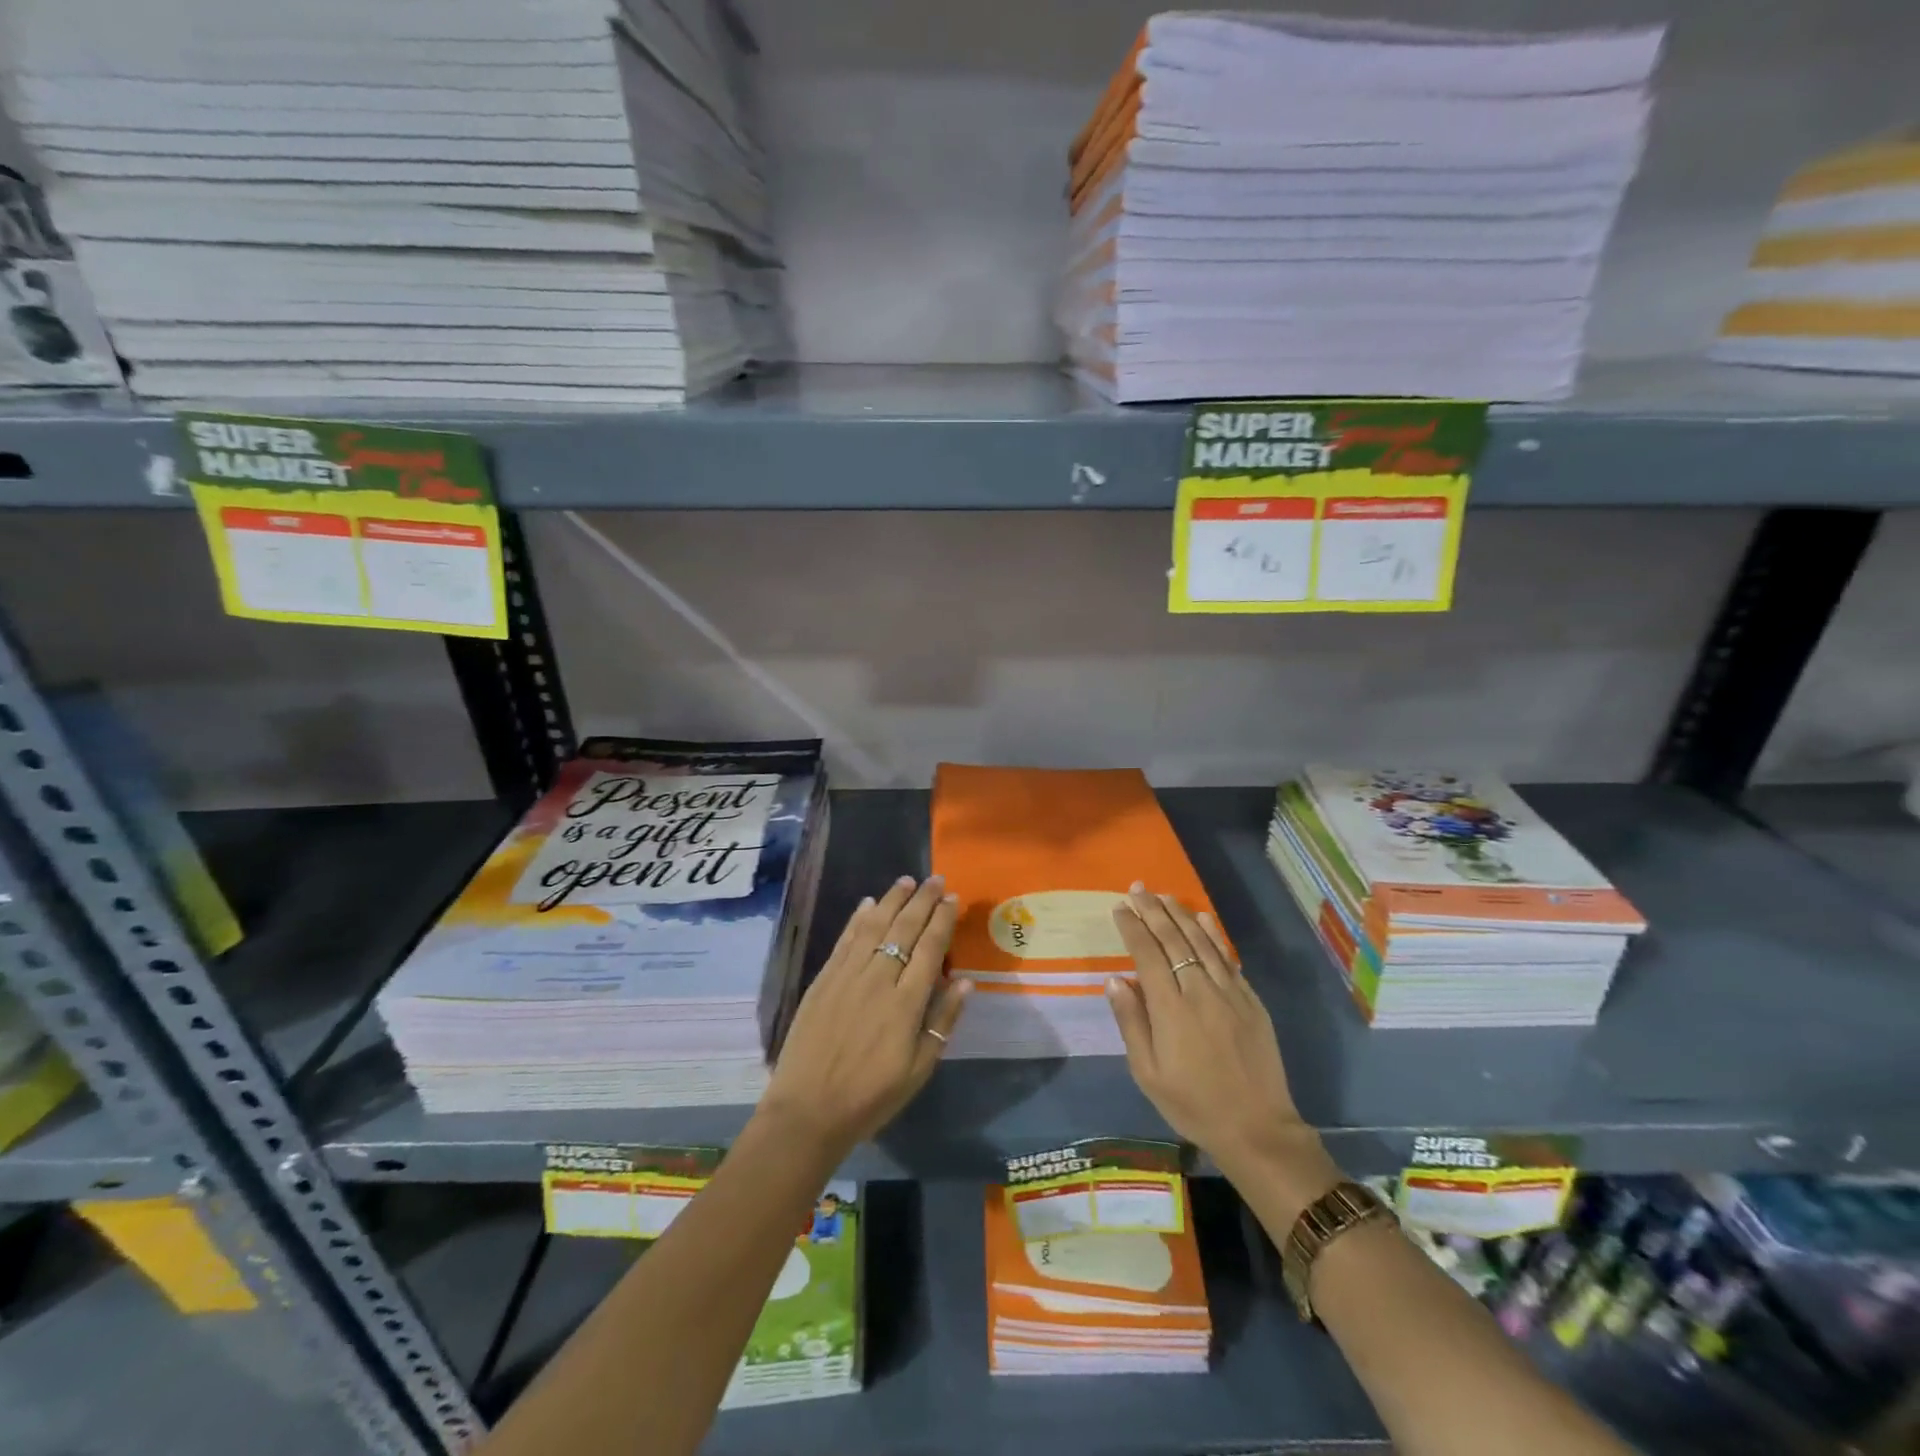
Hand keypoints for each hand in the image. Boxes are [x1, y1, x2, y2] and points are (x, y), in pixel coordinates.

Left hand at [757, 875, 969, 1164]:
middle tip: (936, 879)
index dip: (942, 920)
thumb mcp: (919, 1070)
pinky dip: (858, 919)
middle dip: (922, 901)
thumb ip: (943, 1022)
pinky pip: (845, 940)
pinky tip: (868, 903)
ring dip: (892, 900)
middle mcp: (878, 979)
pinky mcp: (824, 980)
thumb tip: (965, 982)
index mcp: (906, 1003)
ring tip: (906, 881)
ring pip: (874, 926)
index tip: (952, 898)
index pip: (930, 948)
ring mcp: (847, 976)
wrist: (808, 1111)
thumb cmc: (871, 1097)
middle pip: (904, 929)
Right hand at [1106, 884, 1336, 1202]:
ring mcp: (1229, 993)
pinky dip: (1213, 935)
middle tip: (1137, 888)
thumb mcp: (1148, 1073)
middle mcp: (1199, 991)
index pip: (1147, 955)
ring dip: (1180, 915)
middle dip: (1153, 911)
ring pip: (1201, 943)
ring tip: (1163, 896)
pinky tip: (1203, 919)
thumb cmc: (1192, 1104)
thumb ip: (1132, 1022)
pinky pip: (1228, 958)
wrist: (1257, 1128)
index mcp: (1170, 1009)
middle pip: (1173, 940)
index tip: (1120, 907)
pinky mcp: (1251, 1001)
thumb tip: (1115, 979)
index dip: (1132, 928)